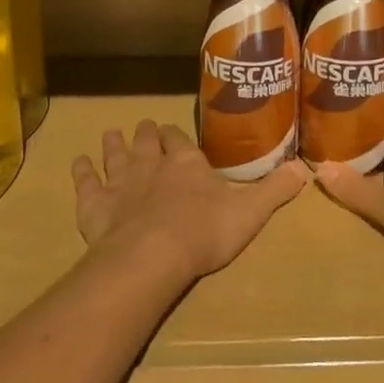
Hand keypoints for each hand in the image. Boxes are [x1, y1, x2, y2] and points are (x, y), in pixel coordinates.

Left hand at [72, 120, 309, 281]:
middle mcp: (152, 165)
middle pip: (146, 143)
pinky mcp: (95, 205)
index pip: (180, 141)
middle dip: (145, 134)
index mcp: (187, 163)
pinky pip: (86, 183)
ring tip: (110, 133)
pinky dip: (82, 172)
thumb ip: (274, 190)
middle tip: (142, 126)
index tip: (170, 130)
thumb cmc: (205, 231)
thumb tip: (305, 169)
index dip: (175, 136)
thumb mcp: (250, 212)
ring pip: (115, 156)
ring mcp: (121, 183)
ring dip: (113, 145)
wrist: (153, 255)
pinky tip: (78, 163)